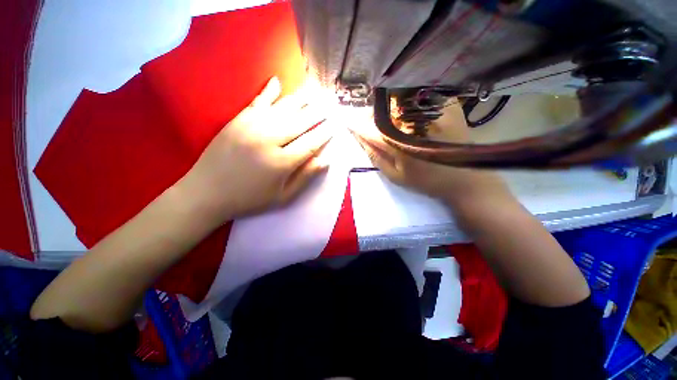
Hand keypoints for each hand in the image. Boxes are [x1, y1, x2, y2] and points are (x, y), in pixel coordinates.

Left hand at [179, 77, 332, 223]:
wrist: (207, 193)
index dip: (324, 134)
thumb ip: (305, 177)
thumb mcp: (283, 197)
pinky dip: (269, 91)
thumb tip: (325, 161)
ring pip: (282, 109)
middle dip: (317, 113)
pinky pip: (257, 102)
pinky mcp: (236, 121)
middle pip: (300, 122)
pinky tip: (278, 81)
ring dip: (301, 100)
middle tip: (330, 104)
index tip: (335, 125)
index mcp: (282, 162)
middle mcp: (269, 140)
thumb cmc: (250, 199)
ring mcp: (251, 127)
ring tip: (314, 92)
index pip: (311, 143)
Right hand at [353, 101, 507, 204]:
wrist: (466, 179)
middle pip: (384, 111)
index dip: (357, 124)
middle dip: (373, 116)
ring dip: (389, 109)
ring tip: (391, 120)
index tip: (347, 120)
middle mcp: (413, 123)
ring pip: (399, 102)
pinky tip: (411, 115)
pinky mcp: (447, 106)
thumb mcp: (396, 176)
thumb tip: (361, 138)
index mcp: (398, 143)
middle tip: (372, 123)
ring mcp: (431, 112)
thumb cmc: (427, 181)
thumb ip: (376, 156)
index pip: (370, 129)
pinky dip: (409, 105)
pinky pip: (420, 99)